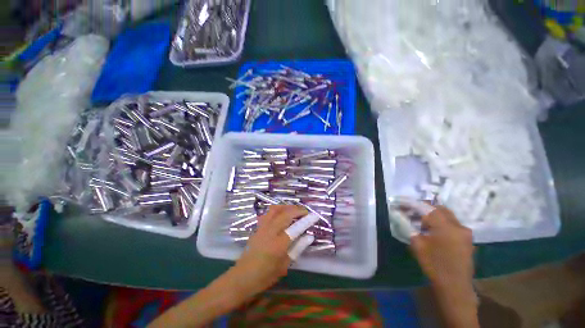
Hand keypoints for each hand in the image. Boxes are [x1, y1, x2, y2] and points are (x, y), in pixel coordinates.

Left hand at [226, 205, 307, 299]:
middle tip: (305, 212)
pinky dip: (277, 209)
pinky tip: (281, 213)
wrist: (242, 277)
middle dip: (298, 210)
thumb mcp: (284, 265)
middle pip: (286, 213)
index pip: (296, 227)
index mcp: (278, 244)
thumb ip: (297, 248)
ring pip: (276, 209)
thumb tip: (309, 236)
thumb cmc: (265, 275)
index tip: (315, 215)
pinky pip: (268, 213)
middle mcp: (270, 231)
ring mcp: (262, 227)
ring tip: (294, 210)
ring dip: (287, 206)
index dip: (307, 220)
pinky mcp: (257, 226)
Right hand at [410, 205, 478, 327]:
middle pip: (440, 209)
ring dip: (434, 216)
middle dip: (425, 209)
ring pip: (448, 216)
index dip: (414, 205)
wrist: (455, 286)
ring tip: (421, 223)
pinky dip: (442, 224)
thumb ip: (409, 227)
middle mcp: (459, 226)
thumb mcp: (417, 245)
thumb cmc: (434, 265)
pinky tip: (433, 232)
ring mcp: (465, 233)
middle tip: (412, 213)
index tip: (403, 205)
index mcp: (446, 226)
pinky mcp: (467, 240)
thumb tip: (399, 215)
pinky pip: (453, 225)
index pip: (428, 208)